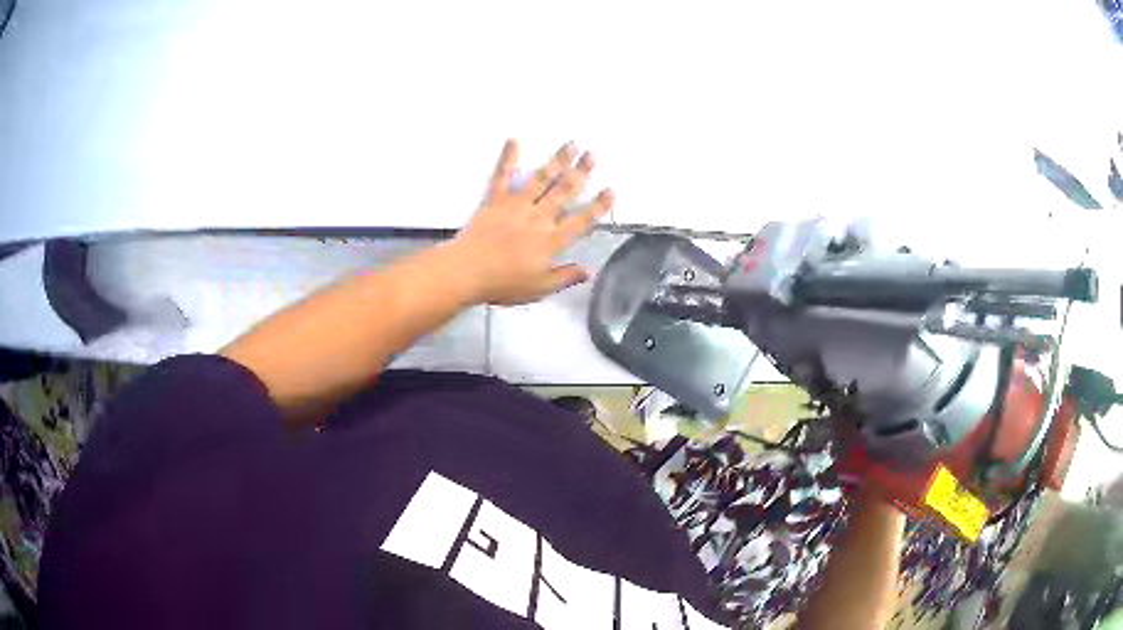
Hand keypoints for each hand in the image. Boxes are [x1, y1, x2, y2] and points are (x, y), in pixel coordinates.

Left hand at [451, 139, 614, 305]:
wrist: (468, 271)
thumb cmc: (504, 283)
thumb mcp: (540, 288)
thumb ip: (565, 277)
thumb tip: (589, 271)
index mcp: (552, 240)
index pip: (582, 220)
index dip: (598, 206)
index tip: (610, 190)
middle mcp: (539, 217)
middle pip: (564, 192)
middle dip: (581, 172)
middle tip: (593, 154)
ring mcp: (517, 205)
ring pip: (542, 179)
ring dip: (558, 160)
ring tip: (571, 144)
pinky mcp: (495, 200)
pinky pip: (502, 175)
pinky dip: (508, 157)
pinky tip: (514, 140)